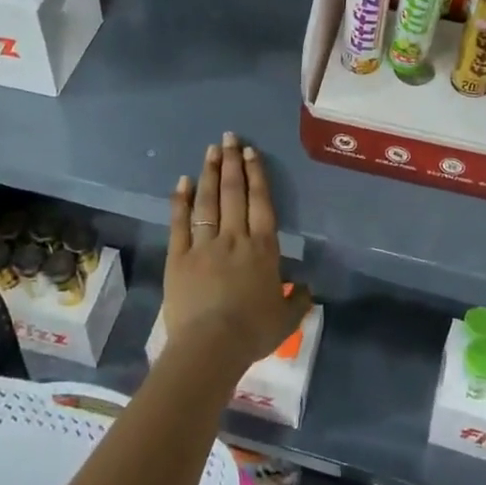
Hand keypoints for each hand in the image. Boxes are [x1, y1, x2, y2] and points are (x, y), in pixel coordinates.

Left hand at [165, 133, 310, 371]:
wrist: (211, 346)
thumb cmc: (253, 332)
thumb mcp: (286, 319)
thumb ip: (298, 300)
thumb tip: (306, 288)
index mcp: (263, 249)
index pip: (261, 203)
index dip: (256, 175)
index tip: (250, 152)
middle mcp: (234, 238)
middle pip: (234, 193)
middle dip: (232, 163)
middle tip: (229, 138)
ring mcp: (204, 245)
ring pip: (207, 201)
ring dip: (210, 173)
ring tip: (210, 150)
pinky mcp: (179, 257)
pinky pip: (180, 223)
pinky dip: (181, 201)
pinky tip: (182, 182)